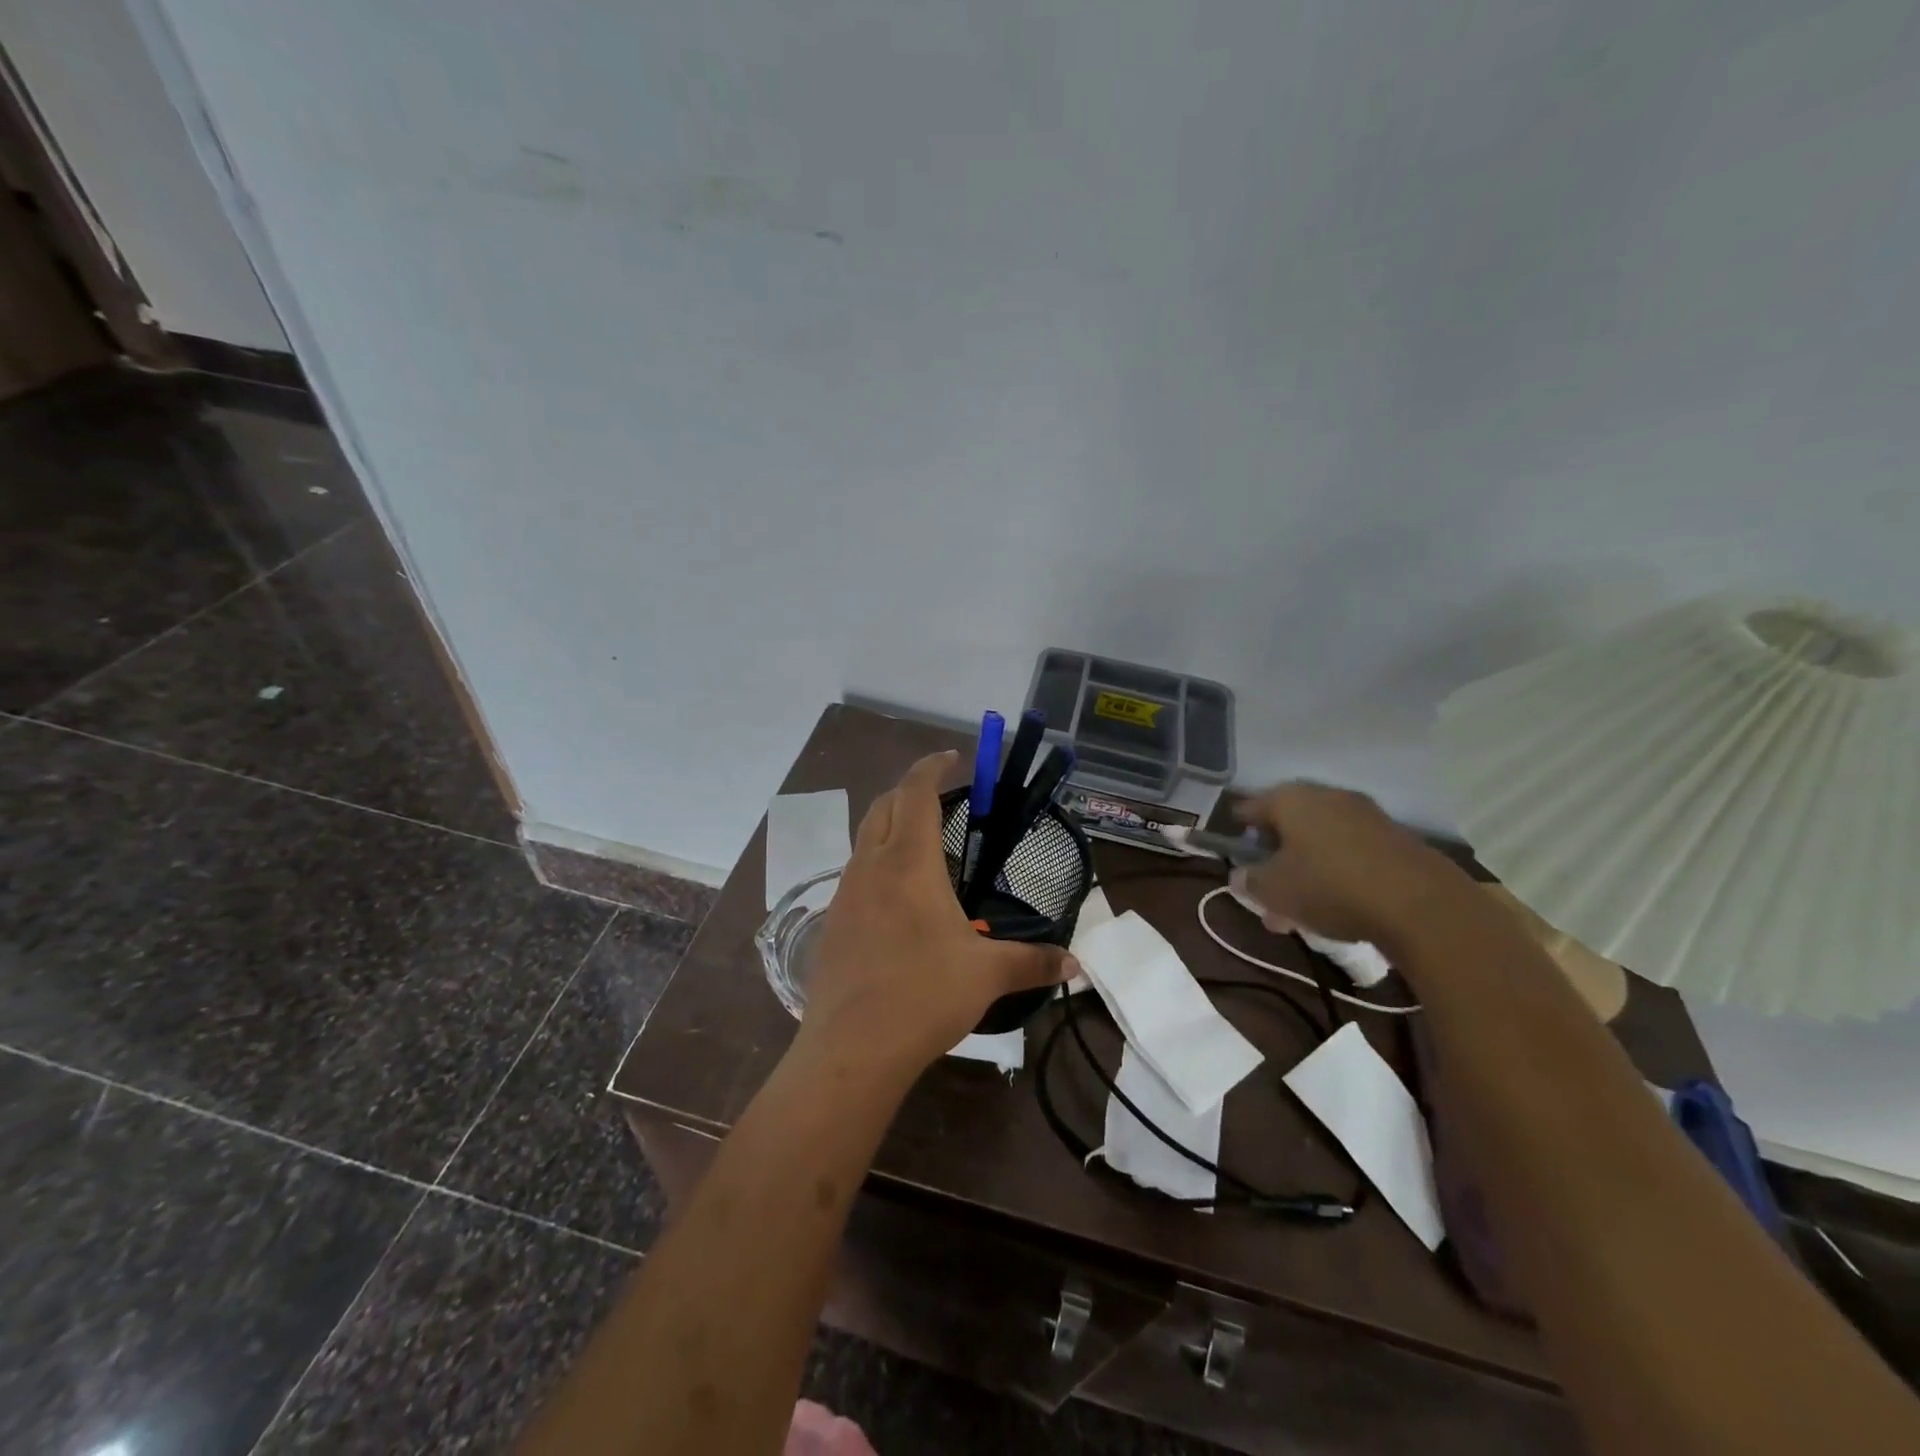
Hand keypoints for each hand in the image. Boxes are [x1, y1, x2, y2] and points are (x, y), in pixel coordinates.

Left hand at [799, 751, 1073, 1075]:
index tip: (952, 758)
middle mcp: (870, 866)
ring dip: (890, 827)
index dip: (932, 766)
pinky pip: (855, 875)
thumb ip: (1033, 961)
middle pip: (883, 805)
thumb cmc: (924, 995)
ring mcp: (844, 894)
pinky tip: (898, 901)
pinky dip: (877, 865)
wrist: (851, 1050)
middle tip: (941, 797)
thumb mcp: (987, 975)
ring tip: (923, 848)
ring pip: (864, 839)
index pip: (915, 791)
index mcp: (908, 862)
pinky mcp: (831, 923)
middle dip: (910, 790)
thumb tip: (1075, 964)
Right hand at [1232, 782, 1471, 950]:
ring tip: (1299, 909)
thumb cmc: (1329, 887)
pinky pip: (1351, 852)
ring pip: (1320, 841)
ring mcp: (1365, 815)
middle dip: (1275, 856)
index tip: (1233, 852)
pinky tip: (1336, 904)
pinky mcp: (1395, 839)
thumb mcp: (1274, 891)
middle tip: (1266, 889)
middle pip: (1289, 823)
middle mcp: (1327, 796)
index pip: (1251, 806)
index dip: (1238, 829)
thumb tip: (1240, 876)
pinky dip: (1337, 872)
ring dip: (1306, 868)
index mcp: (1291, 800)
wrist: (1421, 904)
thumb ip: (1250, 881)